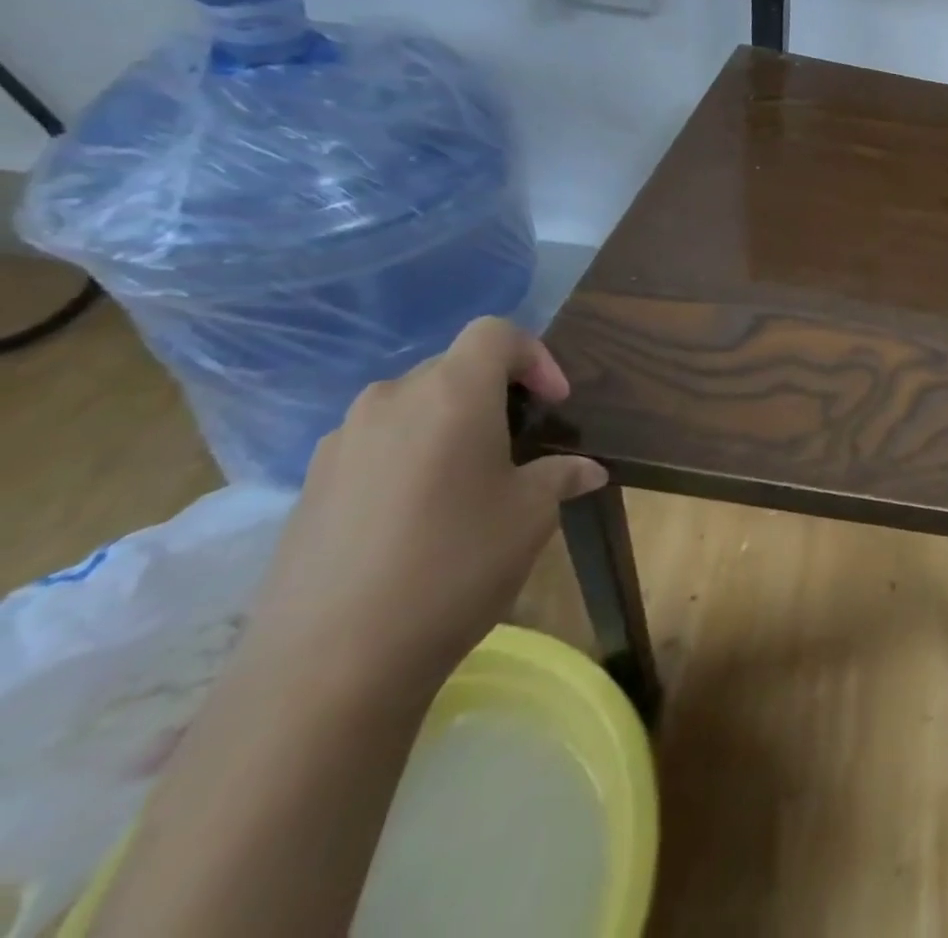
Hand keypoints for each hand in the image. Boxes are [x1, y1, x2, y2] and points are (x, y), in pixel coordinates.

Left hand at [246, 318, 606, 694]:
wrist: (327, 665)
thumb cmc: (454, 566)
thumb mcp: (531, 516)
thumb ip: (561, 476)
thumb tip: (587, 470)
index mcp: (450, 394)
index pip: (496, 334)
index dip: (536, 356)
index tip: (554, 405)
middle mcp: (389, 401)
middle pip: (452, 368)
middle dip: (495, 394)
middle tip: (519, 444)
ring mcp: (340, 444)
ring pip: (410, 407)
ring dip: (448, 425)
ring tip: (469, 480)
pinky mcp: (308, 487)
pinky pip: (374, 446)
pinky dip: (408, 457)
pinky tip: (418, 516)